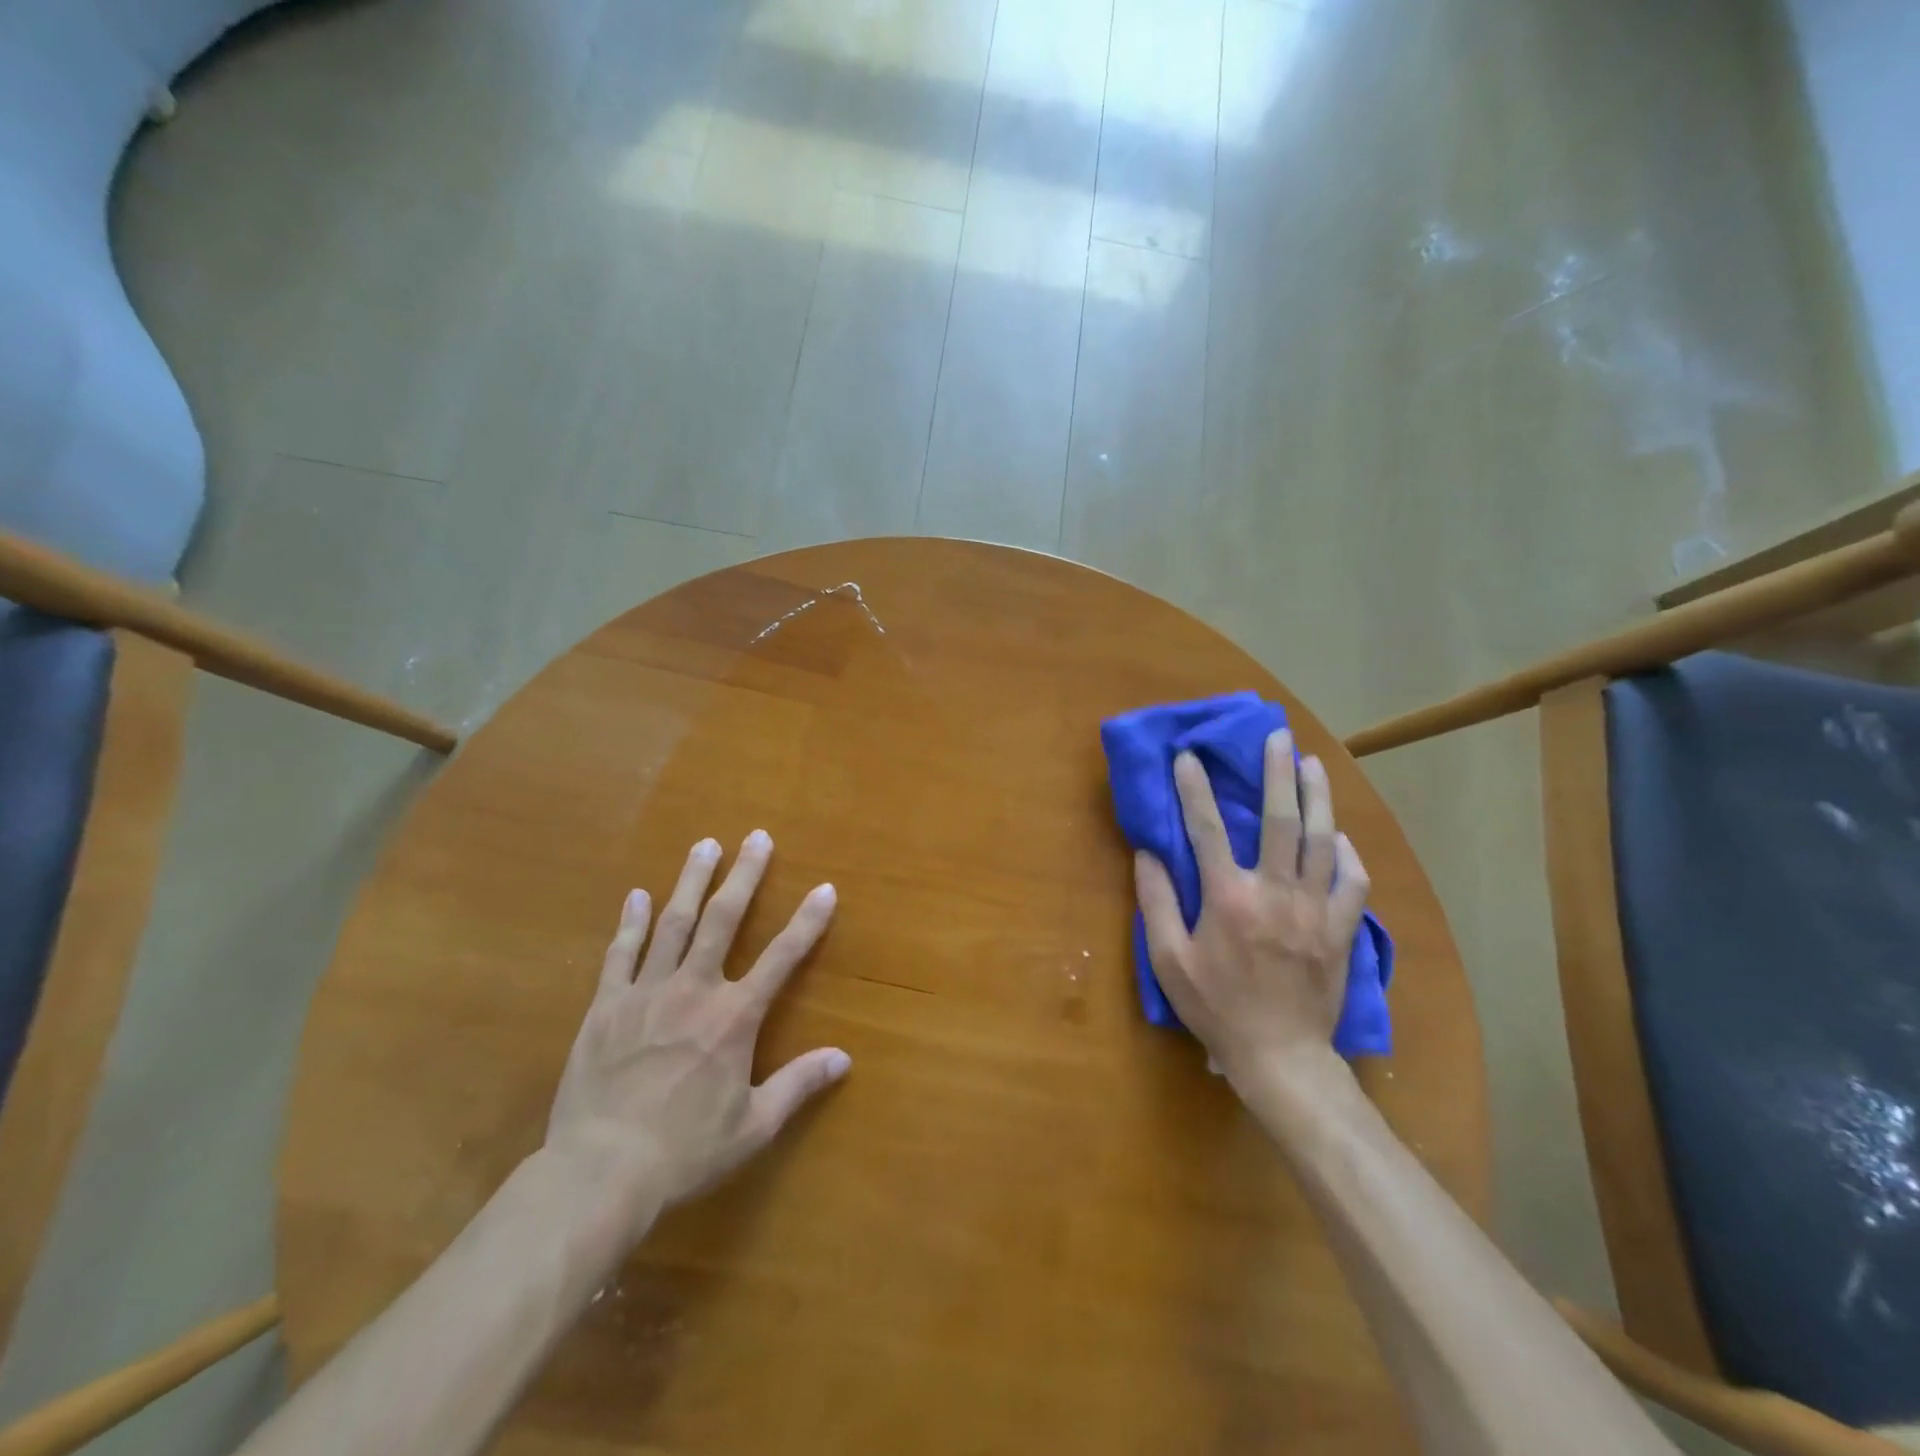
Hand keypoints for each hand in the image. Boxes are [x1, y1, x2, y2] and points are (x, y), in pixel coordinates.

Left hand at [544, 832, 849, 1241]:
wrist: (599, 1173)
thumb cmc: (684, 1152)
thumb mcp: (753, 1126)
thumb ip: (798, 1085)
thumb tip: (845, 1058)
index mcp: (733, 1018)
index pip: (781, 958)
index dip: (807, 921)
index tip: (825, 888)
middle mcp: (694, 991)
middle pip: (723, 921)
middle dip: (744, 876)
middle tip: (756, 837)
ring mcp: (646, 993)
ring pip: (673, 924)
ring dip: (691, 882)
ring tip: (705, 845)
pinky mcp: (605, 1007)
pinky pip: (620, 954)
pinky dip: (631, 922)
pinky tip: (638, 896)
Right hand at [1133, 731, 1370, 1098]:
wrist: (1280, 1056)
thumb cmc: (1216, 1007)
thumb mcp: (1169, 960)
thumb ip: (1157, 902)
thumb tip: (1147, 853)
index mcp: (1228, 898)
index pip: (1206, 829)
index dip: (1194, 789)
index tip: (1188, 756)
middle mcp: (1275, 892)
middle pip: (1279, 820)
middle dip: (1277, 773)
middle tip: (1278, 736)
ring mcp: (1314, 909)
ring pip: (1323, 841)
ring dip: (1318, 797)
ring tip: (1313, 764)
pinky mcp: (1340, 929)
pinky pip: (1353, 881)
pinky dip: (1349, 853)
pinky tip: (1341, 836)